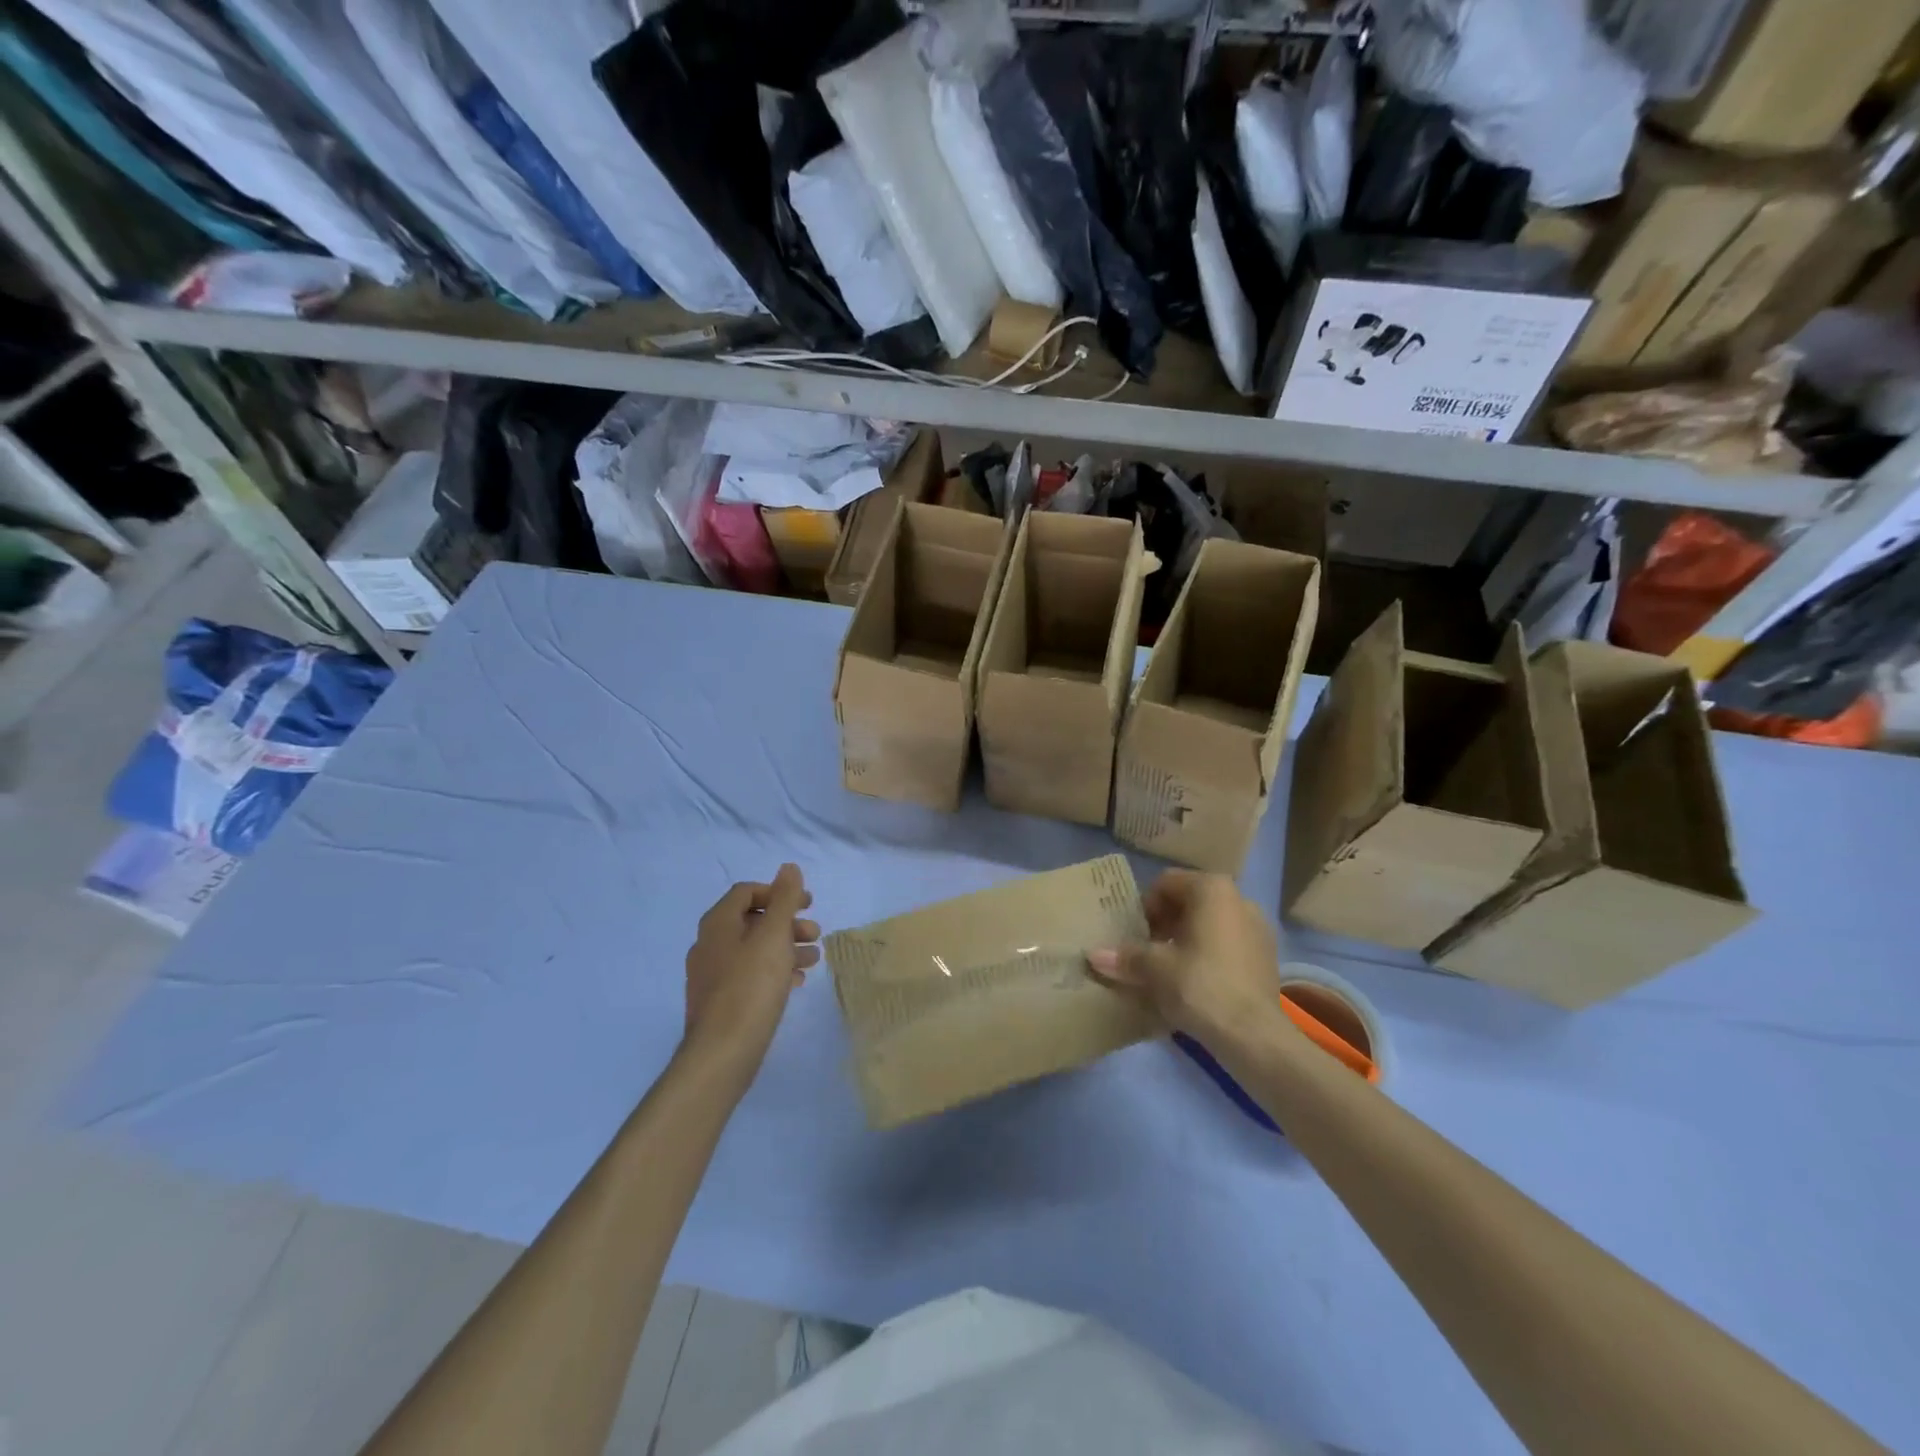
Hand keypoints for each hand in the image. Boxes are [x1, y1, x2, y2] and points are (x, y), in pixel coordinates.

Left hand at [682, 864, 819, 1085]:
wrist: (722, 1053)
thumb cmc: (751, 986)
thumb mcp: (774, 936)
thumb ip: (784, 899)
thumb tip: (789, 867)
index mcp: (718, 923)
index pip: (747, 892)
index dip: (779, 892)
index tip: (807, 904)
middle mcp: (709, 944)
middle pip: (752, 920)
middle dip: (787, 923)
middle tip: (816, 934)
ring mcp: (711, 975)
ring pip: (753, 949)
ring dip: (785, 947)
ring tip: (813, 959)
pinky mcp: (719, 1001)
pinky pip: (749, 974)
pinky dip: (774, 970)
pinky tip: (795, 983)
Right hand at [1087, 870, 1281, 1044]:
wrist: (1253, 1035)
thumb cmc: (1199, 985)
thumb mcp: (1154, 968)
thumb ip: (1125, 956)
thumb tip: (1094, 955)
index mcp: (1212, 889)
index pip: (1166, 884)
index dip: (1145, 908)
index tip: (1135, 936)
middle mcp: (1239, 899)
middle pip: (1189, 902)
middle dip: (1165, 924)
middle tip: (1148, 952)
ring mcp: (1258, 928)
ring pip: (1209, 924)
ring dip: (1186, 940)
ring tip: (1169, 970)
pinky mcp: (1267, 957)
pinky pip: (1227, 944)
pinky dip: (1208, 955)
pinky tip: (1195, 984)